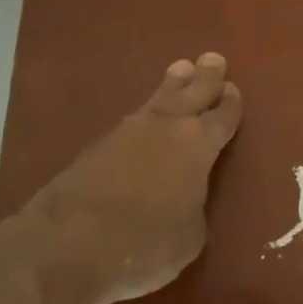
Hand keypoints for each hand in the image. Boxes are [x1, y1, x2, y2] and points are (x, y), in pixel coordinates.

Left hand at [18, 53, 242, 303]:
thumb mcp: (190, 237)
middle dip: (205, 77)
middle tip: (213, 59)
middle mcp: (167, 128)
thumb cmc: (145, 243)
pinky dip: (145, 114)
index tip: (233, 89)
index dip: (230, 103)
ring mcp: (128, 133)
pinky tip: (144, 116)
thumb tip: (187, 200)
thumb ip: (195, 207)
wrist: (69, 244)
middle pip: (192, 93)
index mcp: (199, 147)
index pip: (222, 117)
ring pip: (158, 99)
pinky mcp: (96, 146)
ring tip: (181, 69)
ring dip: (173, 85)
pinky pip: (132, 120)